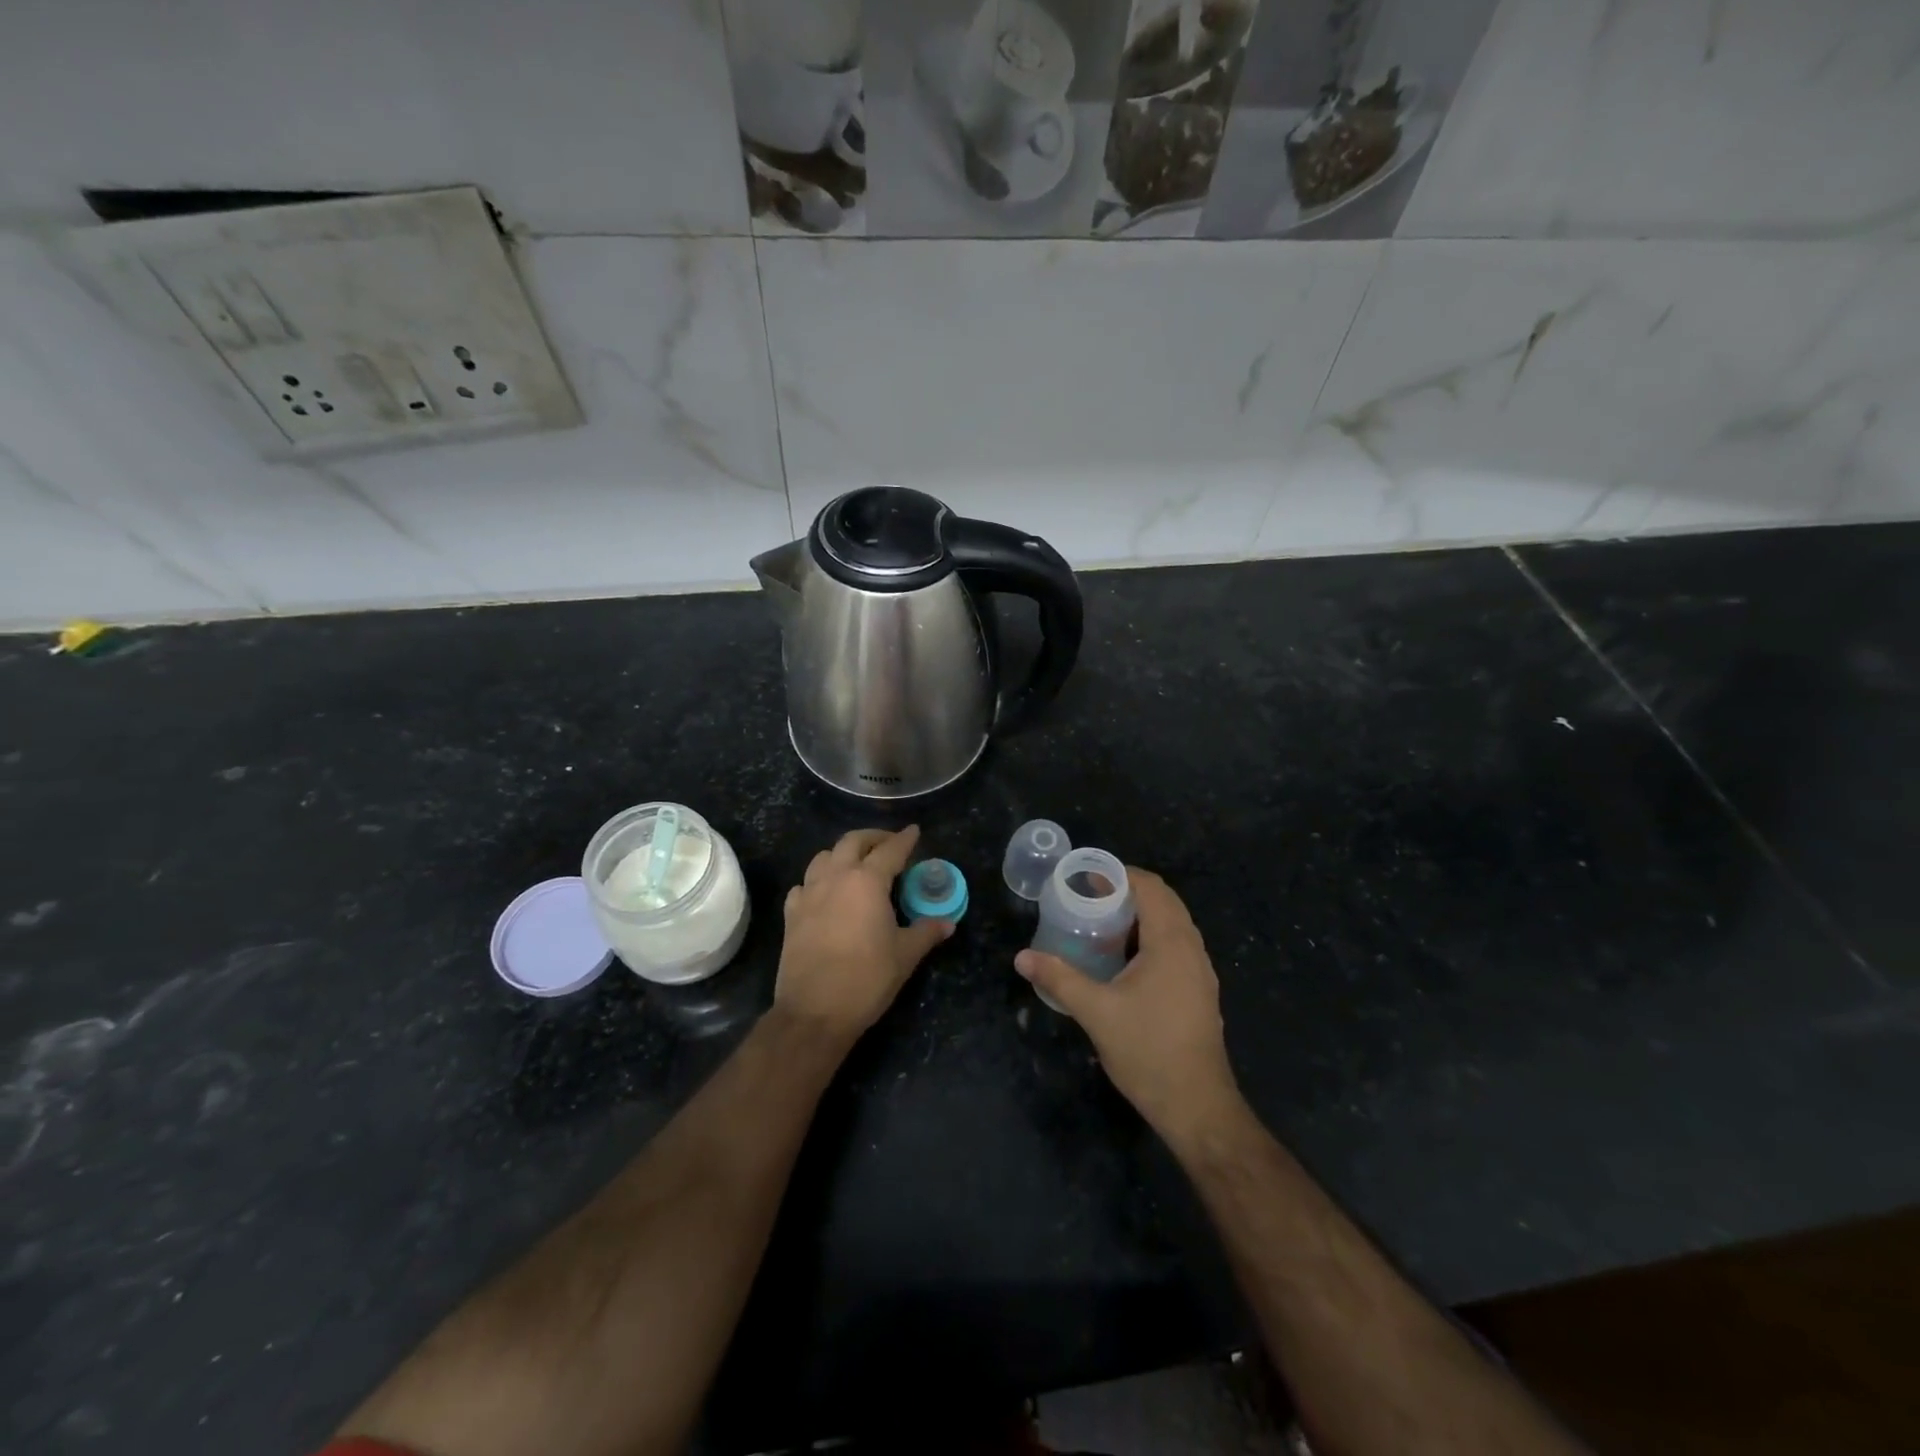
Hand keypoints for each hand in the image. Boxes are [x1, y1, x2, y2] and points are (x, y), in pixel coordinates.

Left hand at [776, 826, 953, 1046]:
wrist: (814, 1012)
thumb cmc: (867, 978)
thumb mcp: (905, 955)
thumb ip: (926, 932)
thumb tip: (948, 922)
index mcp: (867, 881)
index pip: (890, 850)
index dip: (904, 839)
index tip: (914, 831)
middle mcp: (836, 877)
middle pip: (852, 842)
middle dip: (872, 837)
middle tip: (888, 844)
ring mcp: (809, 894)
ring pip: (824, 857)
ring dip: (842, 854)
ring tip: (856, 864)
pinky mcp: (791, 915)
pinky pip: (804, 884)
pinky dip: (817, 880)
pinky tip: (824, 893)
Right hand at [1015, 869, 1242, 1141]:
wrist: (1197, 1106)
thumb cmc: (1148, 1051)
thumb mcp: (1096, 1012)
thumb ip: (1059, 979)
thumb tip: (1022, 958)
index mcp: (1171, 943)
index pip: (1150, 888)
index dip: (1119, 875)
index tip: (1086, 878)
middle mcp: (1191, 949)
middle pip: (1164, 901)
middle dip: (1127, 892)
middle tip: (1088, 898)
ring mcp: (1200, 972)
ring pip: (1172, 925)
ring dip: (1140, 916)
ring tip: (1101, 924)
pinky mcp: (1199, 992)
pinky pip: (1176, 946)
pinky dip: (1150, 938)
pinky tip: (1123, 960)